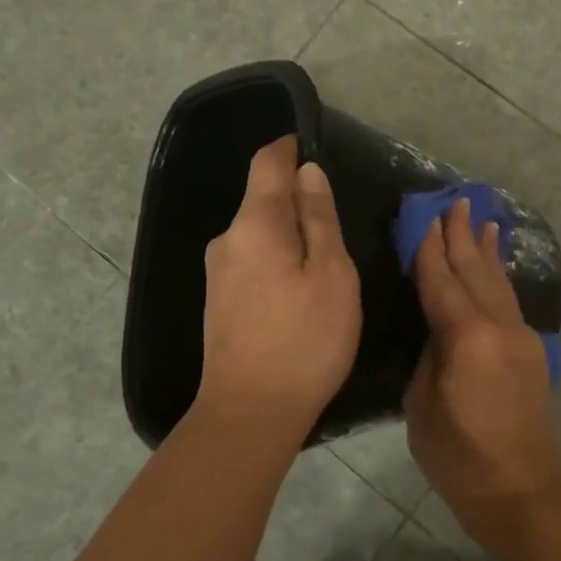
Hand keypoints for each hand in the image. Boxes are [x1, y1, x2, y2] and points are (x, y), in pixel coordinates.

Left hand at [197, 136, 360, 443]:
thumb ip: (319, 217)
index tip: (318, 148)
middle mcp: (227, 240)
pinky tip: (302, 286)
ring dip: (290, 232)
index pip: (267, 163)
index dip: (290, 147)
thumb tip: (307, 172)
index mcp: (255, 224)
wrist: (250, 412)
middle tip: (342, 218)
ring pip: (259, 233)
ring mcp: (218, 273)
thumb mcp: (331, 273)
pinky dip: (279, 258)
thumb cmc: (304, 339)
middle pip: (262, 198)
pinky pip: (253, 260)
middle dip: (298, 197)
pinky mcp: (220, 301)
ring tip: (329, 256)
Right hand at [406, 198, 560, 560]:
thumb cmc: (460, 457)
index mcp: (468, 338)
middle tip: (457, 202)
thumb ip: (430, 355)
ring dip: (488, 252)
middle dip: (464, 236)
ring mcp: (521, 338)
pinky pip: (510, 302)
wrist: (522, 490)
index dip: (431, 250)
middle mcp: (500, 327)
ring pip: (499, 283)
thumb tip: (438, 328)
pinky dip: (500, 278)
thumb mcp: (423, 405)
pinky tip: (497, 268)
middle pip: (477, 272)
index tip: (426, 218)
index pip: (442, 282)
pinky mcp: (531, 352)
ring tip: (484, 221)